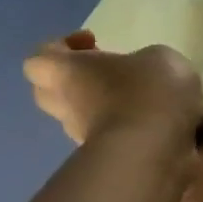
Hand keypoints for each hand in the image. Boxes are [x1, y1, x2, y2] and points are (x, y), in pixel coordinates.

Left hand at [23, 30, 202, 149]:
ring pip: (83, 116)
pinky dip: (130, 127)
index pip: (41, 58)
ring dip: (106, 105)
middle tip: (110, 71)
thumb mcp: (158, 57)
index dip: (62, 47)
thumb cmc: (149, 90)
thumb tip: (142, 73)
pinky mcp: (110, 158)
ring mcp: (85, 136)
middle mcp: (68, 105)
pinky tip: (161, 120)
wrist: (158, 150)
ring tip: (144, 97)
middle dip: (76, 80)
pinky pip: (113, 136)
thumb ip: (143, 61)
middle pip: (50, 91)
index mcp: (69, 72)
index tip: (94, 42)